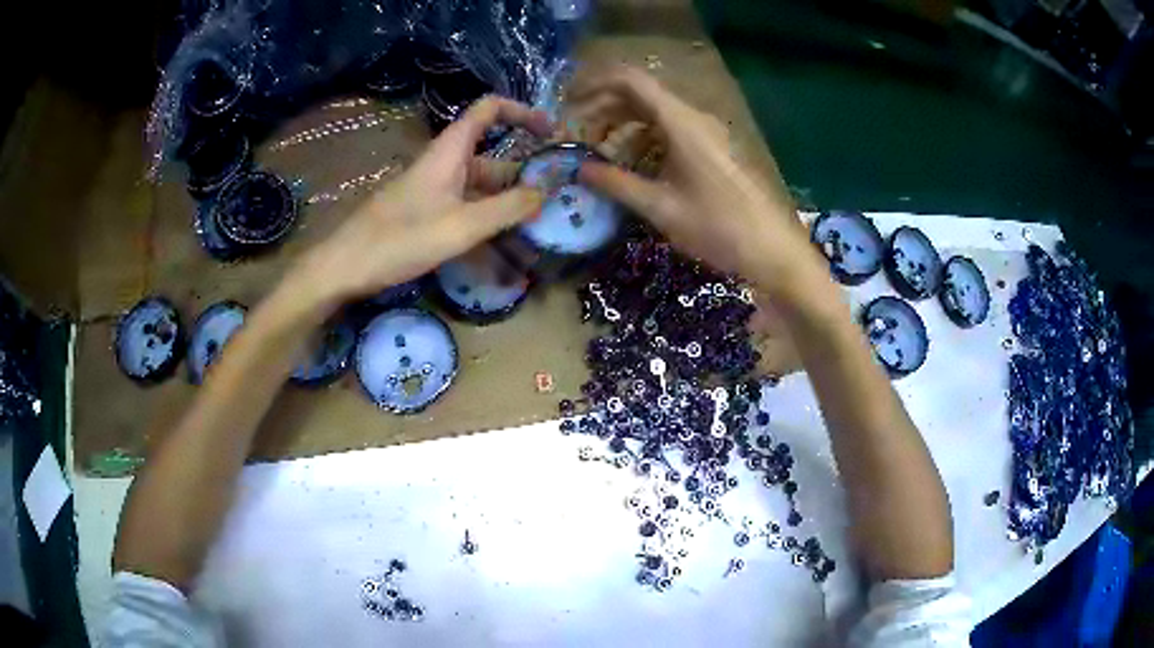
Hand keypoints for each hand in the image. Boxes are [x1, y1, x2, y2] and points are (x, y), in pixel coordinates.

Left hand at [291, 96, 551, 309]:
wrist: (346, 266)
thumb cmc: (400, 239)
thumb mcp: (461, 225)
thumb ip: (507, 208)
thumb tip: (548, 192)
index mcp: (450, 152)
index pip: (489, 110)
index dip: (522, 112)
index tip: (551, 132)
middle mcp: (445, 164)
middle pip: (493, 157)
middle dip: (525, 174)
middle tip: (558, 200)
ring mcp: (435, 191)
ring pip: (481, 188)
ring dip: (509, 204)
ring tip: (538, 229)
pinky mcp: (426, 213)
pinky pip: (466, 209)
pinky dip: (488, 221)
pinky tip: (504, 248)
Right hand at [572, 67, 823, 295]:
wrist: (772, 249)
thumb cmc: (717, 227)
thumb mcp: (660, 207)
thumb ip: (616, 183)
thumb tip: (579, 169)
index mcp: (680, 122)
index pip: (629, 81)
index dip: (594, 85)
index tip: (567, 104)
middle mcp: (692, 117)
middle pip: (638, 95)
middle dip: (603, 110)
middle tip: (577, 136)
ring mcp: (704, 132)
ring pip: (653, 114)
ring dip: (622, 128)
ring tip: (599, 156)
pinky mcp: (711, 149)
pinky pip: (669, 132)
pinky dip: (643, 142)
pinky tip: (632, 168)